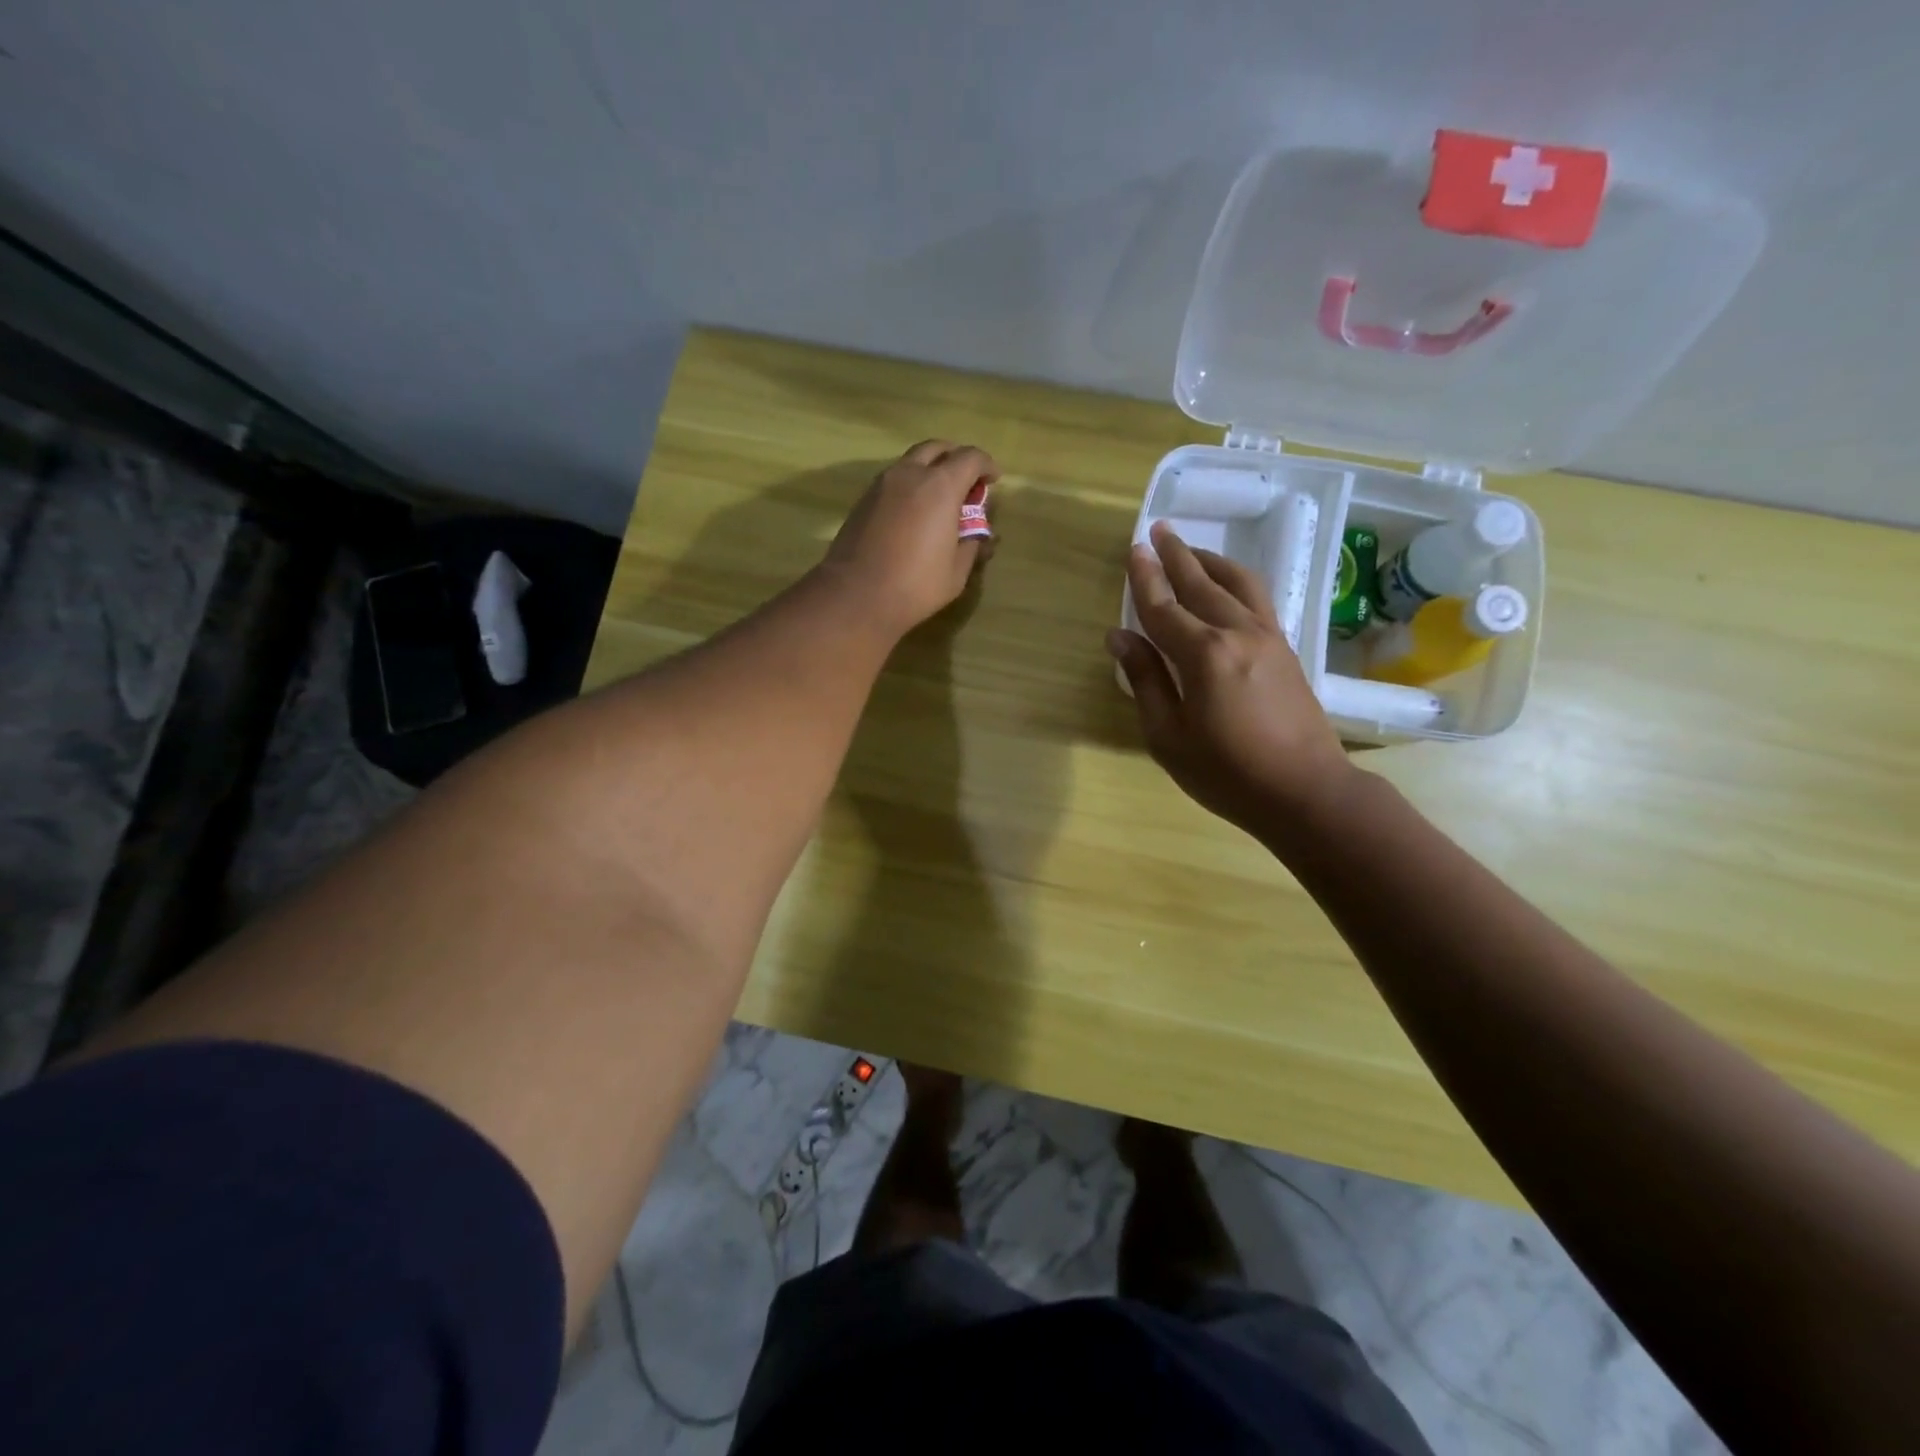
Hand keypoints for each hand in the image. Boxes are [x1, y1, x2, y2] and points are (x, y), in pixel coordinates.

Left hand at [819, 441, 997, 638]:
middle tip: (966, 482)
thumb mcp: (956, 571)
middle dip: (956, 459)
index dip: (986, 465)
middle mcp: (910, 474)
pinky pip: (894, 479)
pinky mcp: (863, 500)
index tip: (993, 480)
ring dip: (930, 470)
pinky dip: (910, 484)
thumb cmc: (915, 585)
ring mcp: (882, 484)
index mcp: (940, 486)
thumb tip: (980, 536)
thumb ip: (972, 545)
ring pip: (912, 461)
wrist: (856, 596)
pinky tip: (915, 512)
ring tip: (940, 498)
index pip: (970, 458)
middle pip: (937, 449)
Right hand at [1107, 521, 1357, 838]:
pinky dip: (1237, 581)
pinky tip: (1227, 584)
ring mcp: (1268, 638)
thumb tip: (1120, 637)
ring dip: (1211, 561)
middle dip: (1177, 556)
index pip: (1164, 608)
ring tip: (1191, 549)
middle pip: (1201, 584)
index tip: (1133, 549)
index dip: (1145, 579)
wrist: (1306, 791)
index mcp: (1204, 655)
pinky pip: (1258, 599)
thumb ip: (1146, 681)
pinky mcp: (1285, 649)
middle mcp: (1237, 633)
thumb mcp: (1168, 736)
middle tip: (1159, 529)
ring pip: (1237, 584)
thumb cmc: (1226, 773)